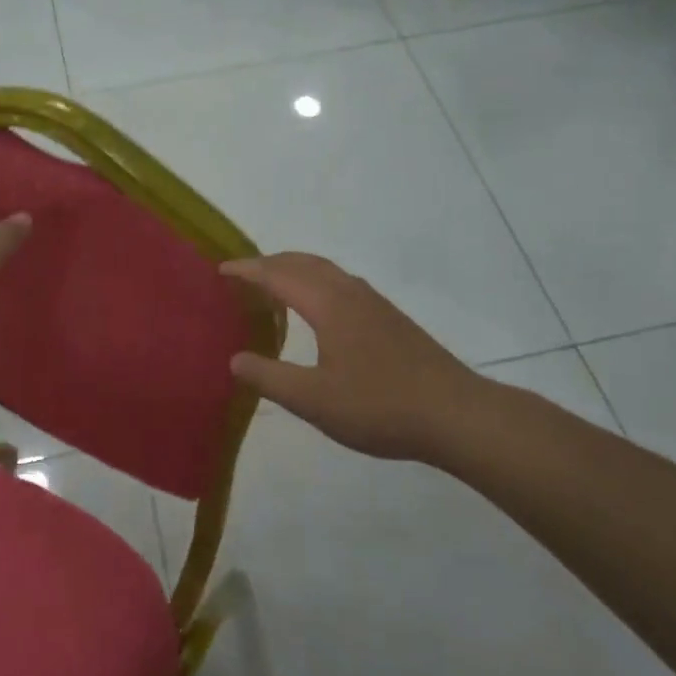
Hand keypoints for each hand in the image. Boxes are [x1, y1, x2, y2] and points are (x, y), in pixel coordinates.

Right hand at [221, 253, 495, 461]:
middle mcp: (350, 292)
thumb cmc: (379, 406)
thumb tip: (235, 360)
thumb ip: (270, 378)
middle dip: (269, 262)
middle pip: (303, 262)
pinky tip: (318, 309)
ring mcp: (374, 303)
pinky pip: (340, 283)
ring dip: (295, 269)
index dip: (247, 271)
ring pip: (325, 270)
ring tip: (273, 285)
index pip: (278, 275)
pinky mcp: (390, 318)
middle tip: (242, 273)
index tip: (220, 270)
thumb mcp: (314, 400)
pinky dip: (316, 281)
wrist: (455, 414)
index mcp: (328, 304)